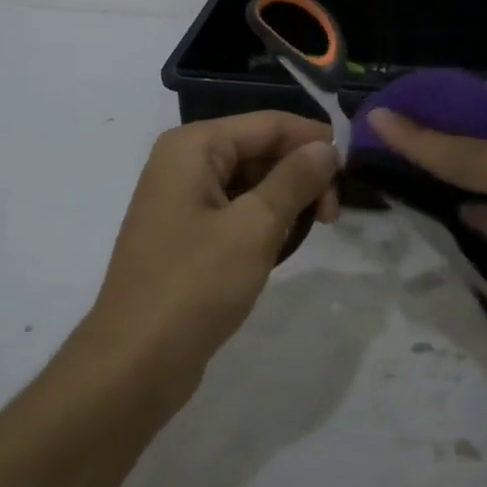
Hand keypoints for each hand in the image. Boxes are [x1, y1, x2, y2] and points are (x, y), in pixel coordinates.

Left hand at [78, 111, 339, 393]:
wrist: (135, 361)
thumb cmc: (195, 286)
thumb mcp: (254, 228)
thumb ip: (294, 180)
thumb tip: (326, 146)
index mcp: (193, 147)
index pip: (268, 124)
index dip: (314, 141)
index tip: (351, 175)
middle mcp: (183, 162)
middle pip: (258, 149)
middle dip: (300, 174)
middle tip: (333, 217)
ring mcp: (181, 199)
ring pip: (250, 181)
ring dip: (285, 200)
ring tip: (310, 232)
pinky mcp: (185, 233)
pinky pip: (235, 209)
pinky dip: (262, 221)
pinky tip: (280, 247)